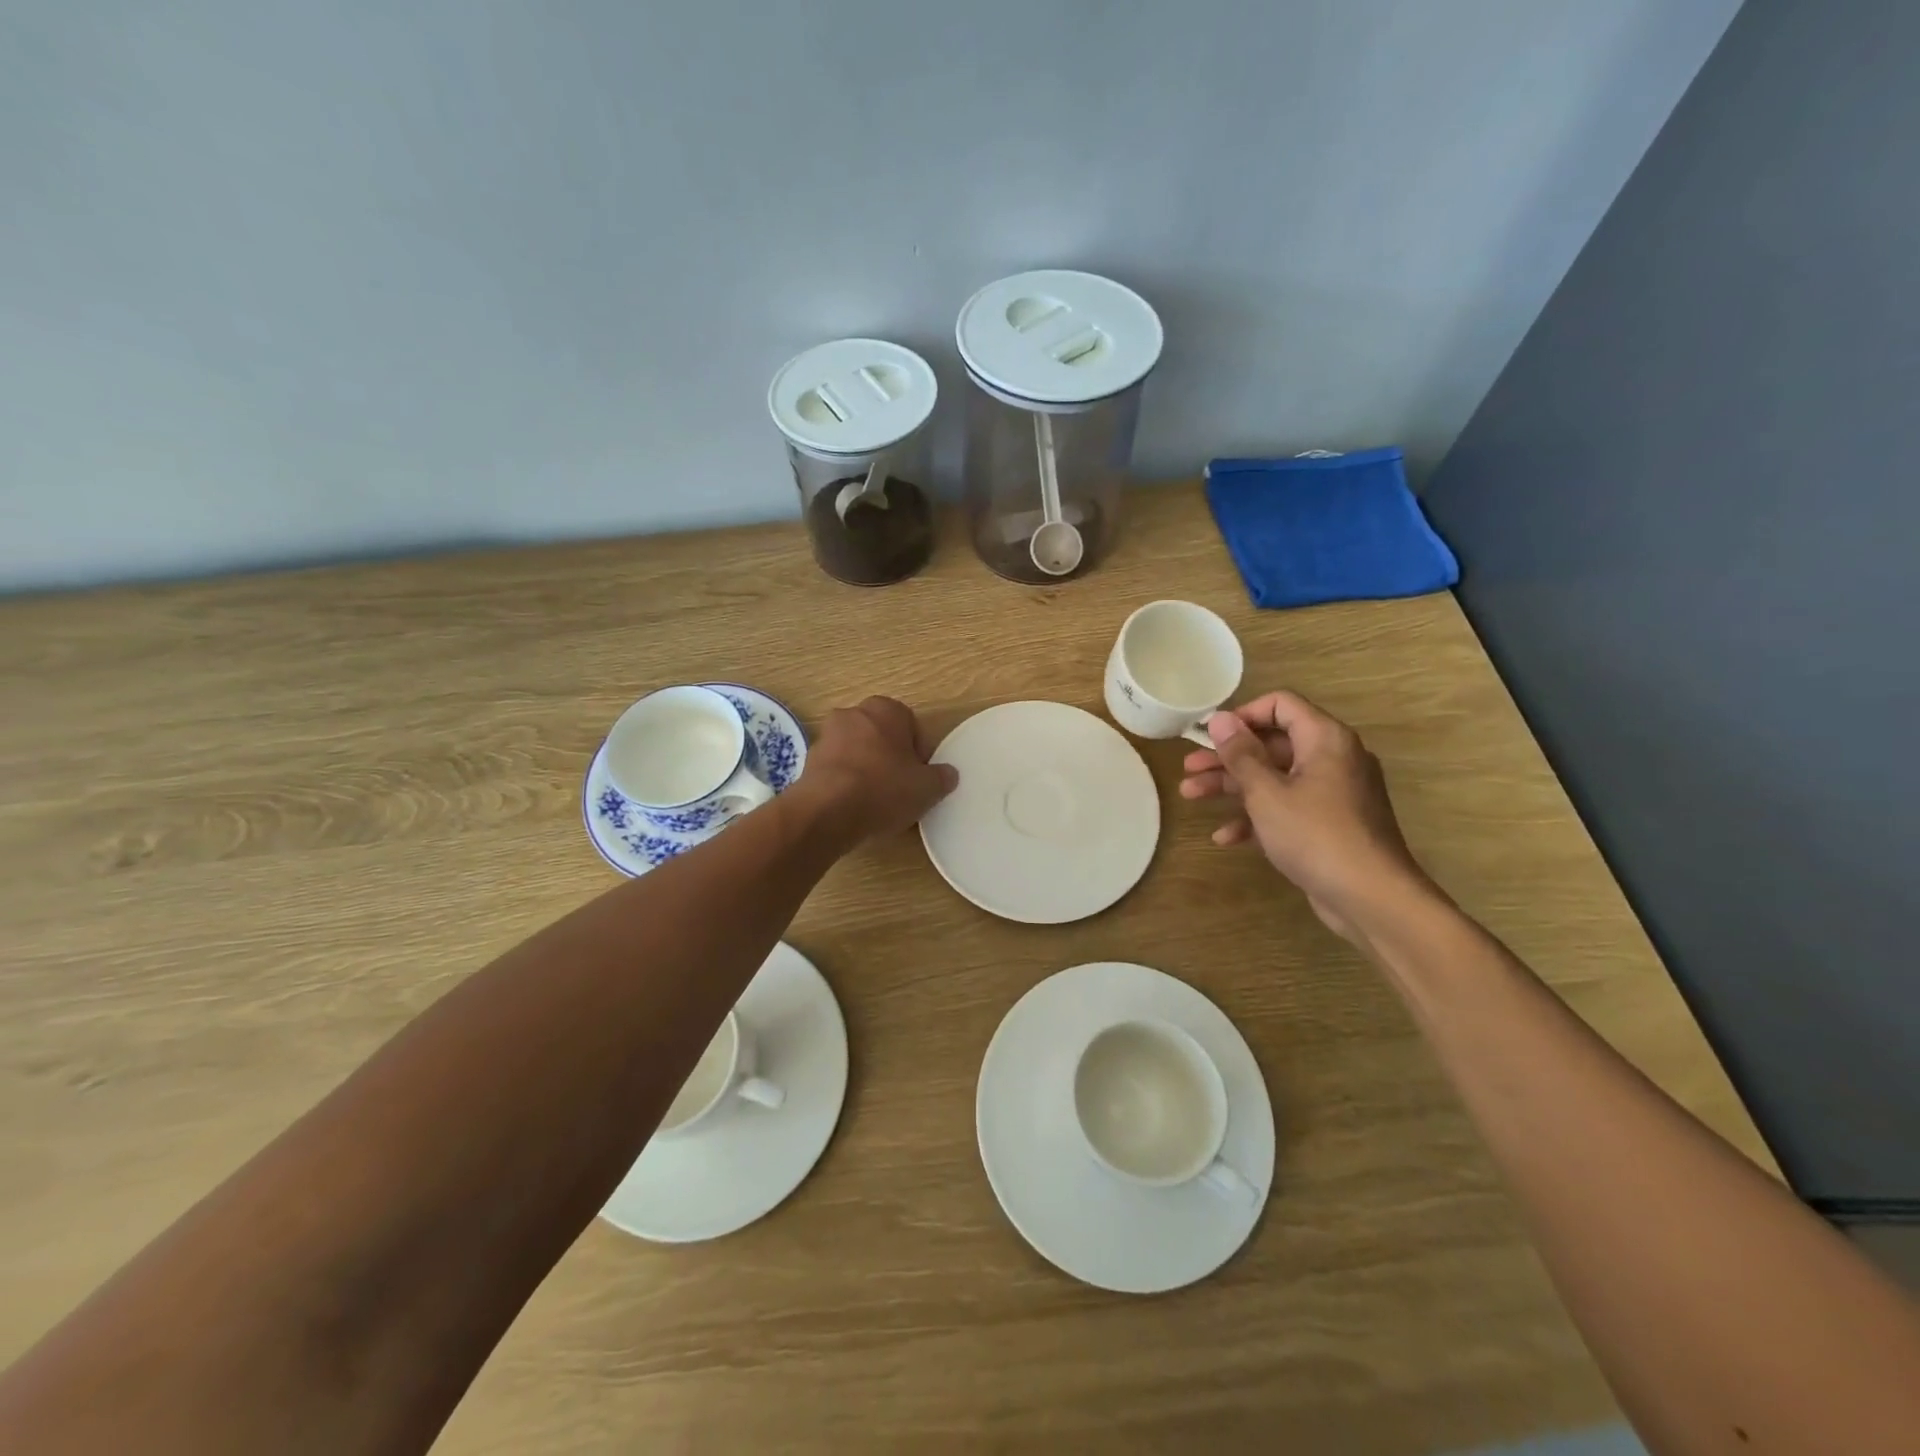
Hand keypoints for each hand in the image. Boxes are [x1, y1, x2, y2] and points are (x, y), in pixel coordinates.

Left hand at [797, 696, 957, 843]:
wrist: (826, 811)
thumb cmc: (883, 789)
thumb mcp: (927, 788)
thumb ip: (942, 777)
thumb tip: (948, 774)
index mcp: (886, 709)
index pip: (911, 726)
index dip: (919, 754)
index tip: (920, 778)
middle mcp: (853, 713)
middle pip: (881, 736)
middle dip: (891, 758)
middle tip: (901, 788)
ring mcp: (826, 735)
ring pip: (857, 751)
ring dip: (867, 769)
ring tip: (876, 802)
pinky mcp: (808, 760)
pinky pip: (837, 769)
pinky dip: (846, 782)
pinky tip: (853, 806)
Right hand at [1180, 691, 1429, 938]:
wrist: (1371, 897)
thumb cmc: (1315, 834)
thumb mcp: (1267, 792)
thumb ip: (1241, 754)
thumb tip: (1219, 718)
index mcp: (1324, 739)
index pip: (1281, 705)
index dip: (1242, 715)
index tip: (1210, 734)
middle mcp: (1332, 759)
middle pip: (1272, 744)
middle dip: (1227, 757)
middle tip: (1189, 768)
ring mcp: (1332, 793)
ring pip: (1275, 778)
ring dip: (1232, 786)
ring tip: (1190, 795)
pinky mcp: (1329, 824)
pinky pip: (1287, 808)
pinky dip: (1257, 817)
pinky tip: (1225, 837)